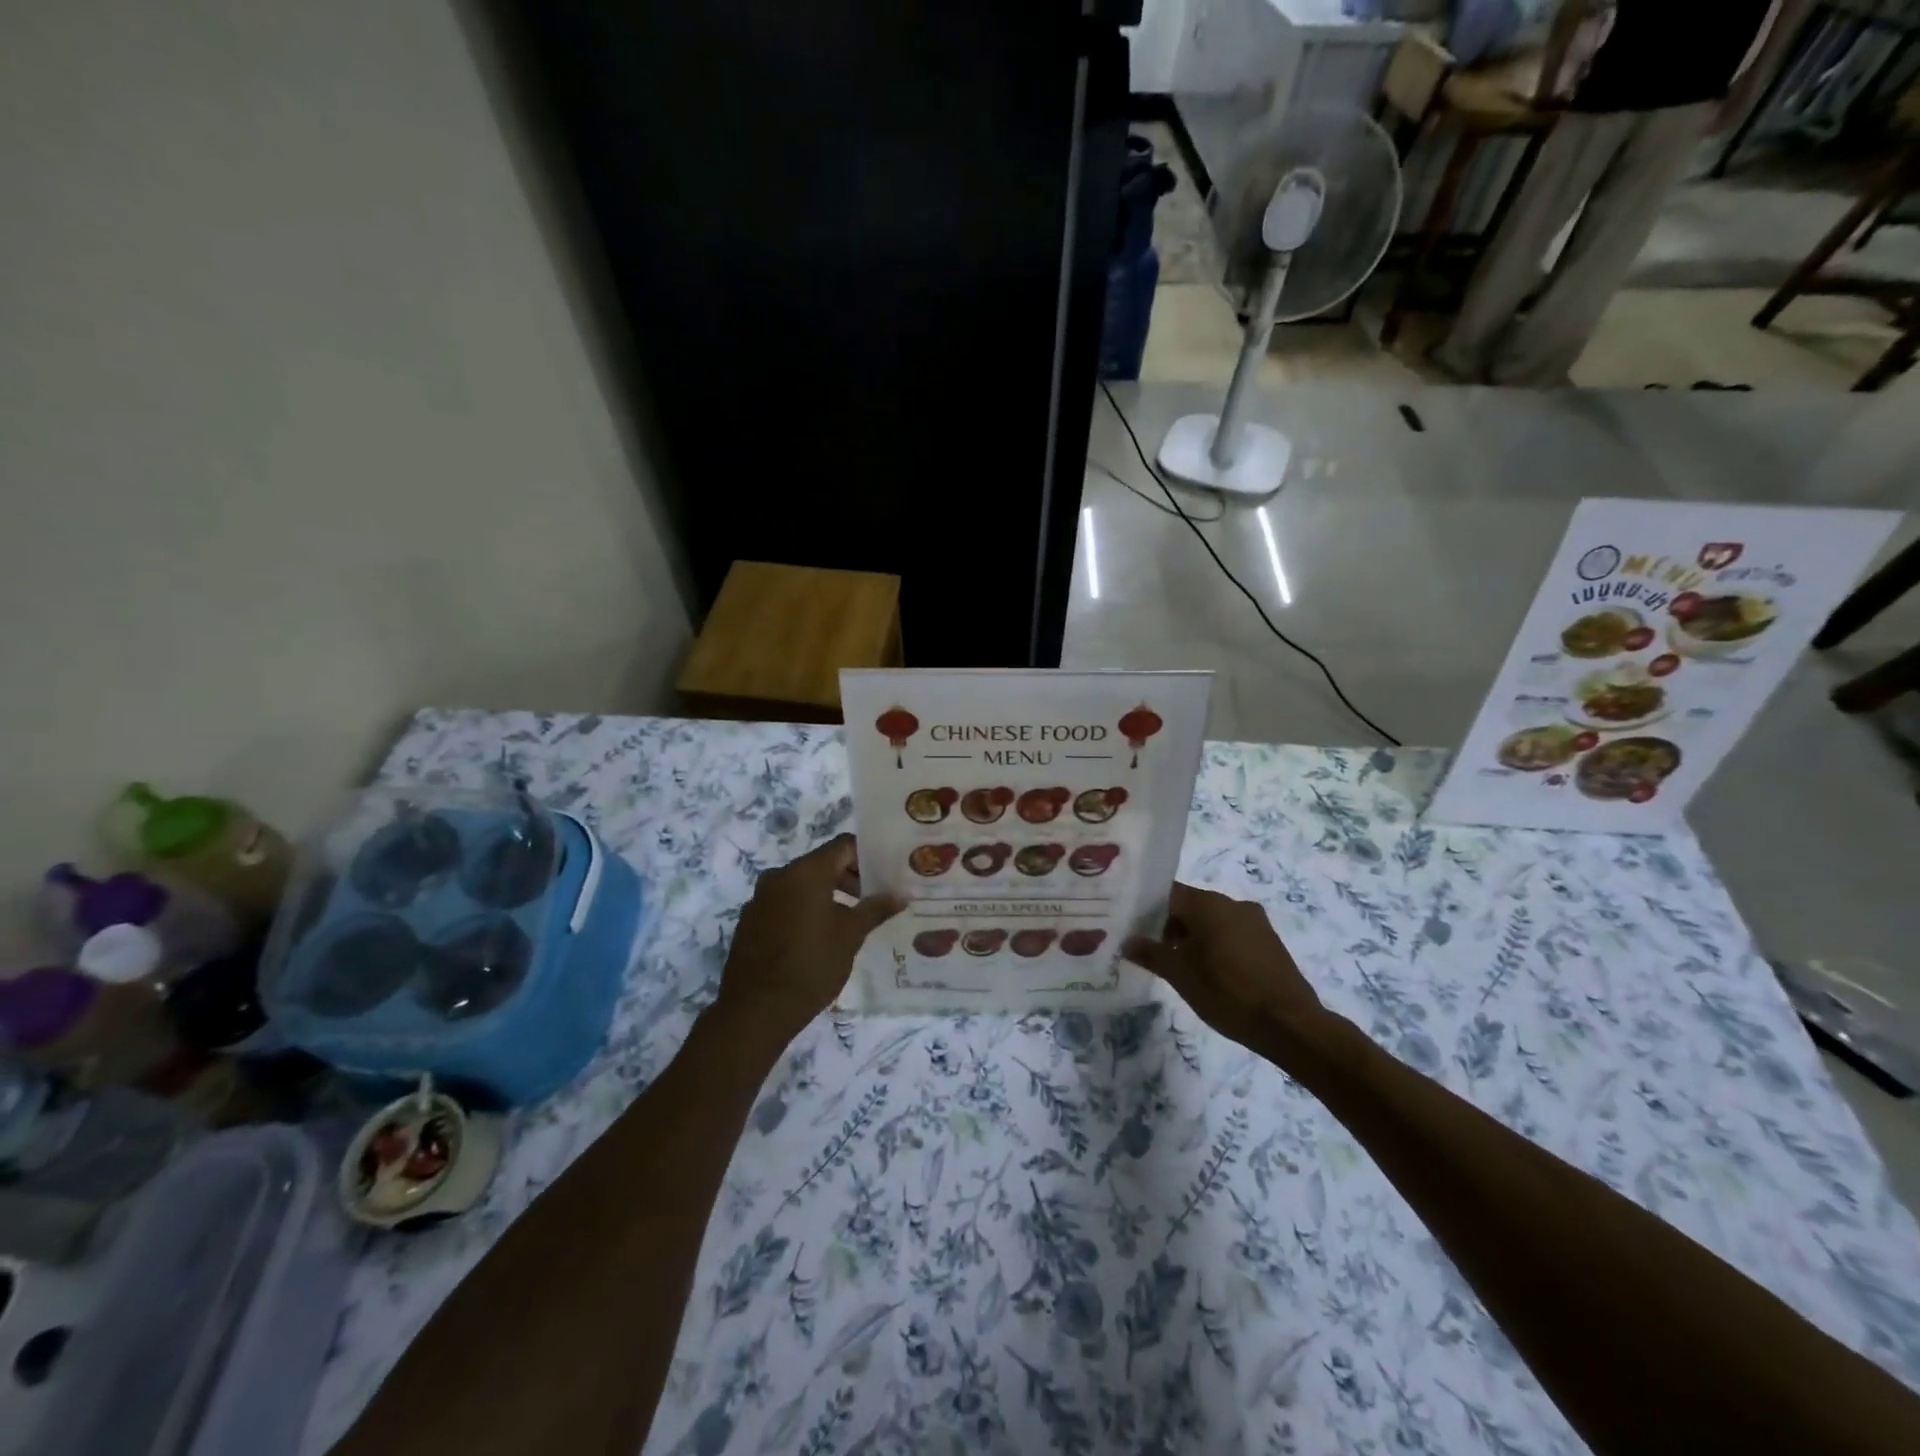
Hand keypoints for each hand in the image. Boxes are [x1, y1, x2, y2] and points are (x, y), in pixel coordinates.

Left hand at [717, 834, 902, 1046]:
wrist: (757, 1009)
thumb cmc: (812, 964)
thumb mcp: (851, 935)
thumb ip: (875, 909)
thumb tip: (901, 893)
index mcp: (806, 871)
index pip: (843, 846)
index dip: (867, 857)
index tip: (884, 876)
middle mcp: (780, 876)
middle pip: (822, 864)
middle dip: (849, 878)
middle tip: (871, 901)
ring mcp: (760, 898)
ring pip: (801, 885)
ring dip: (826, 896)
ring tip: (848, 922)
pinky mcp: (750, 921)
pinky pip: (783, 904)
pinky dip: (803, 910)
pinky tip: (816, 938)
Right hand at [1124, 882, 1330, 1057]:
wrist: (1290, 1024)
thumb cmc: (1227, 992)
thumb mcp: (1180, 975)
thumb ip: (1151, 953)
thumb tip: (1128, 942)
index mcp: (1208, 903)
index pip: (1166, 894)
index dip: (1145, 909)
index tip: (1130, 927)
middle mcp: (1231, 903)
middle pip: (1189, 906)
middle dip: (1167, 925)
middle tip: (1148, 949)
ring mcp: (1254, 921)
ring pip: (1211, 921)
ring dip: (1191, 937)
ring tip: (1176, 964)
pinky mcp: (1268, 941)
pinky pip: (1231, 933)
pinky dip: (1214, 945)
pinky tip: (1207, 971)